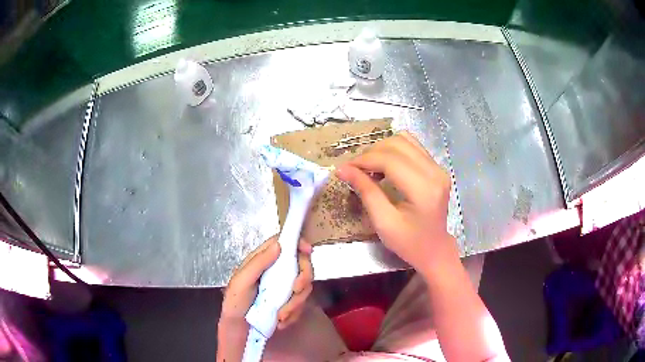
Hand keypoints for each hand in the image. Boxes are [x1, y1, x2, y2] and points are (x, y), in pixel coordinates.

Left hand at [217, 235, 312, 360]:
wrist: (237, 328)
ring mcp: (284, 288)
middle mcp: (276, 271)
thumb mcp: (242, 280)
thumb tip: (279, 244)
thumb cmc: (235, 302)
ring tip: (280, 316)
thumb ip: (259, 262)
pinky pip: (301, 305)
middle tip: (296, 290)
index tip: (307, 251)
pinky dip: (294, 314)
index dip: (298, 243)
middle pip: (302, 265)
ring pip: (304, 287)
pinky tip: (281, 321)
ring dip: (296, 303)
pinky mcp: (288, 303)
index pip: (284, 243)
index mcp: (263, 260)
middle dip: (303, 279)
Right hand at [337, 132, 458, 274]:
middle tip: (355, 169)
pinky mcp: (437, 167)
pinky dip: (394, 150)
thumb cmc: (409, 243)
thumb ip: (366, 192)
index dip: (364, 160)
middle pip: (397, 144)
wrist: (434, 250)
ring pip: (404, 140)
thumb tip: (343, 169)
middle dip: (371, 153)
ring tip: (369, 167)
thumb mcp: (383, 222)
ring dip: (382, 149)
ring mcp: (438, 167)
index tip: (345, 168)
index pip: (390, 160)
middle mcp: (435, 172)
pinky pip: (412, 146)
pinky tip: (385, 165)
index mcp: (424, 189)